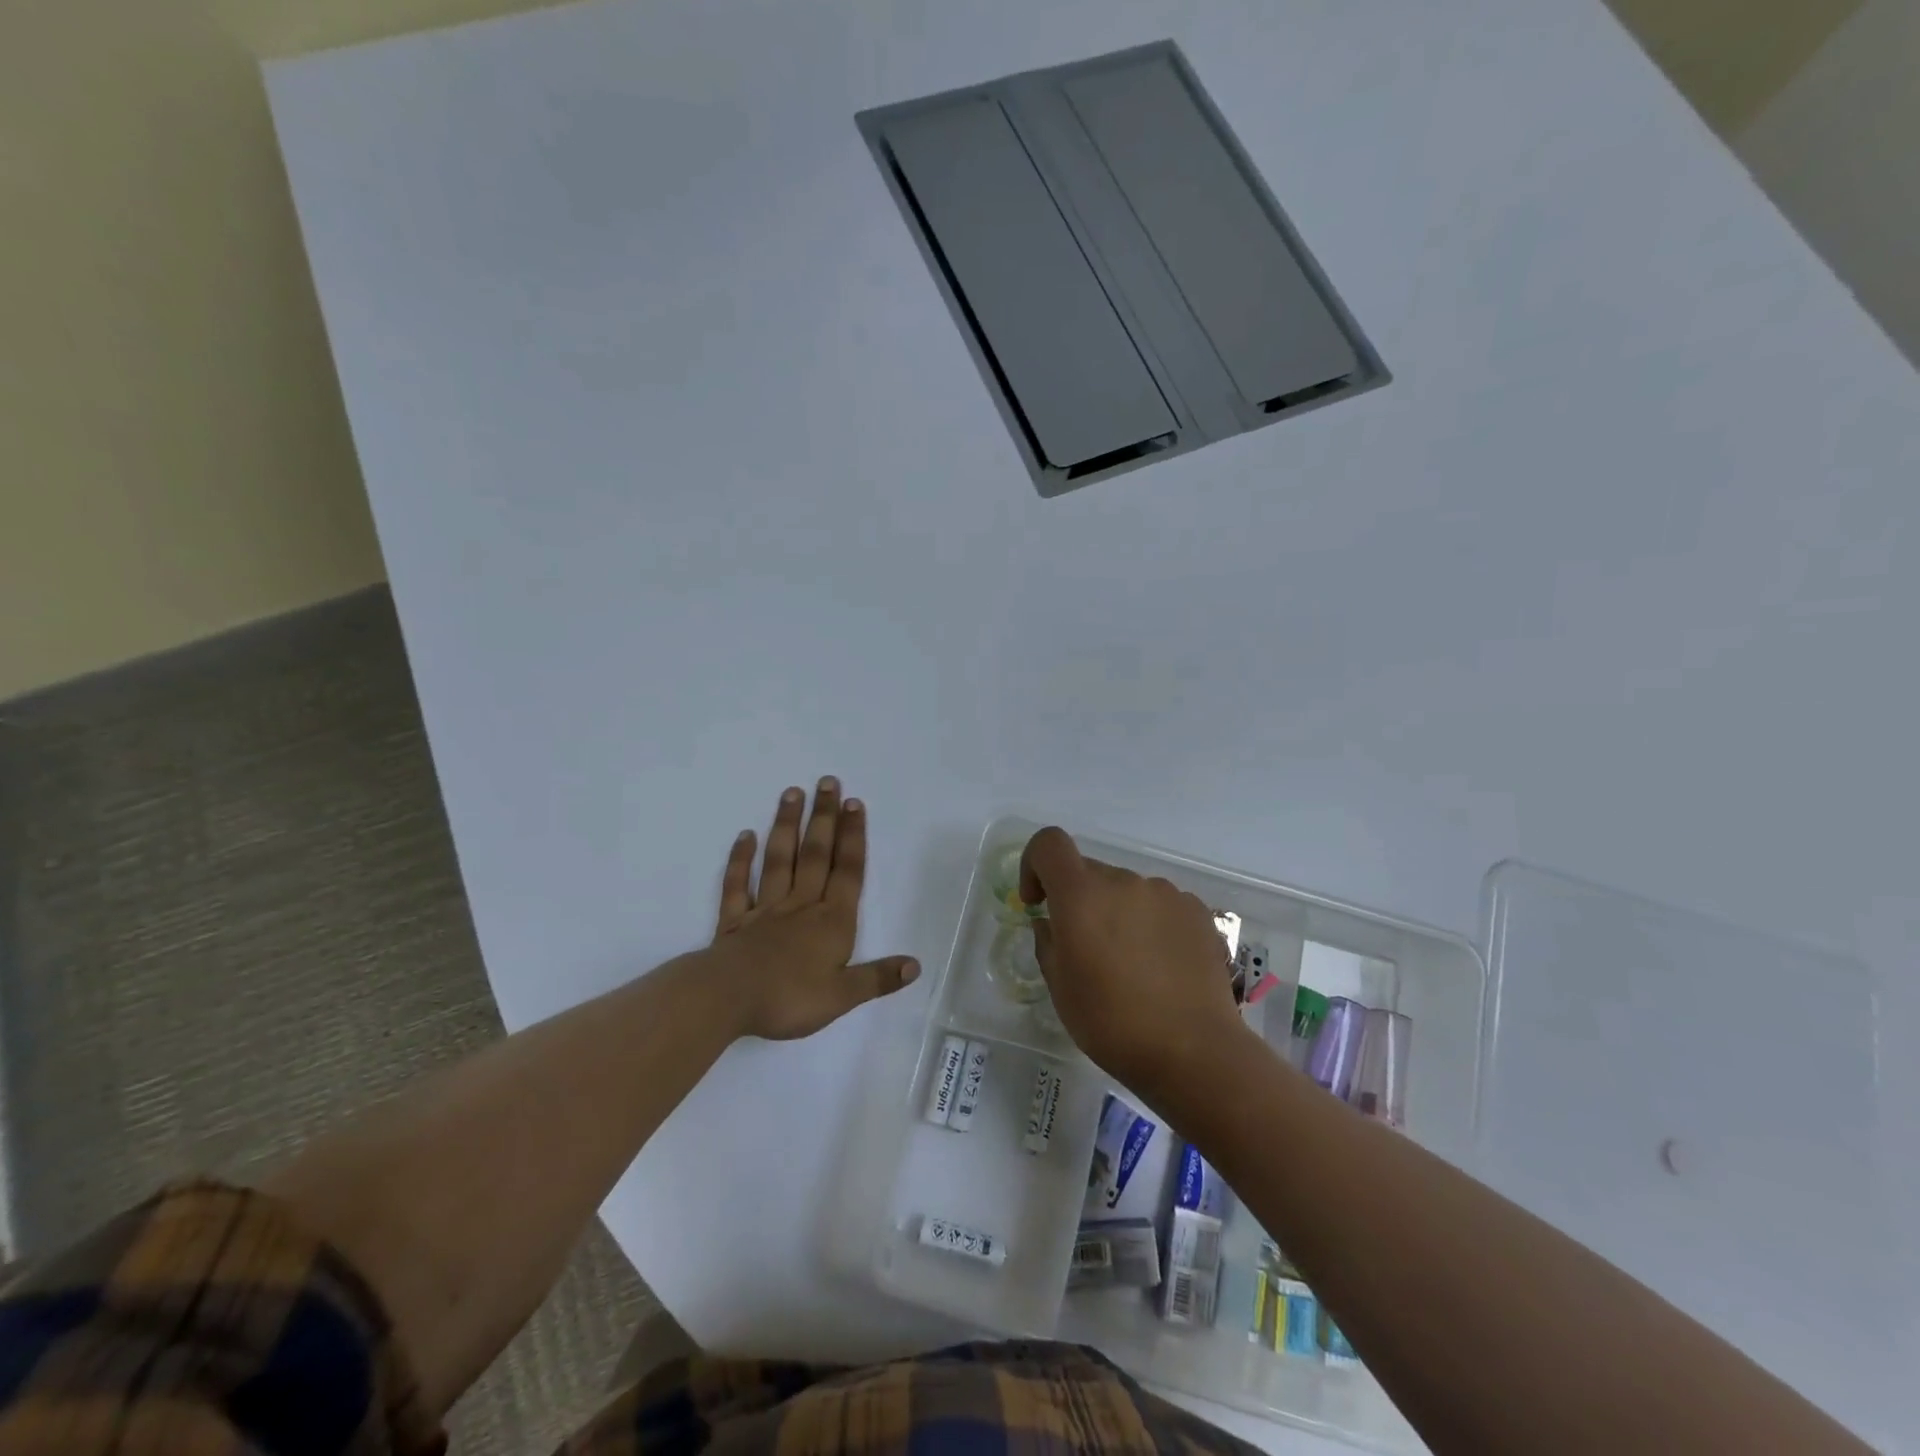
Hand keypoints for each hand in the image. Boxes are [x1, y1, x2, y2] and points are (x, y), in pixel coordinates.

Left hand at [710, 778, 918, 1040]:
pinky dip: (740, 860)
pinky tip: (745, 836)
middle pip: (816, 854)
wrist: (727, 1000)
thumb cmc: (789, 998)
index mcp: (831, 921)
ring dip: (787, 825)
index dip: (853, 837)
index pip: (847, 872)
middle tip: (827, 781)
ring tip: (792, 792)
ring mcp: (765, 909)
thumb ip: (878, 978)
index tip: (854, 803)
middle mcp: (801, 905)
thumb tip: (915, 966)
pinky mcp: (734, 920)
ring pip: (779, 860)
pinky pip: (737, 885)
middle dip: (824, 818)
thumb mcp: (843, 996)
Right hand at [1019, 826, 1244, 1096]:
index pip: (1049, 843)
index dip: (1034, 864)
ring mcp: (1165, 893)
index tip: (1038, 902)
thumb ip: (1048, 943)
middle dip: (1078, 901)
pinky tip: (1161, 966)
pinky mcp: (1197, 911)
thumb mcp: (1060, 988)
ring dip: (1117, 913)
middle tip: (1085, 951)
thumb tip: (1051, 923)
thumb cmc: (1112, 1022)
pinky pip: (1160, 905)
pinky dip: (1151, 924)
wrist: (1194, 1050)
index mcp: (1081, 894)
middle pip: (1089, 872)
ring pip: (1126, 890)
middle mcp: (1123, 881)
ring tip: (1130, 965)